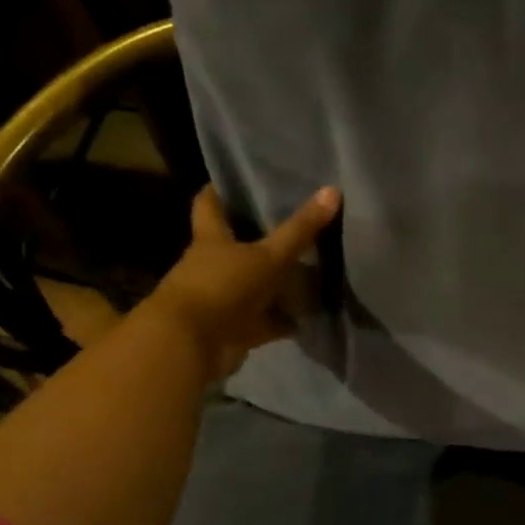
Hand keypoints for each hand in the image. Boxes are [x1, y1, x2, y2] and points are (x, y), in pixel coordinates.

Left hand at [150, 185, 340, 379]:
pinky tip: (311, 316)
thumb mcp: (268, 256)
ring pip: (255, 285)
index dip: (220, 190)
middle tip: (296, 224)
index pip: (209, 205)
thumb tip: (332, 190)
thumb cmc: (223, 287)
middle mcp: (212, 266)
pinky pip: (266, 320)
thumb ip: (300, 229)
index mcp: (211, 240)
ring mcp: (223, 299)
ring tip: (314, 270)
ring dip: (278, 283)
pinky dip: (285, 320)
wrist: (192, 346)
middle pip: (237, 245)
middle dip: (263, 238)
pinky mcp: (235, 328)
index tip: (238, 178)